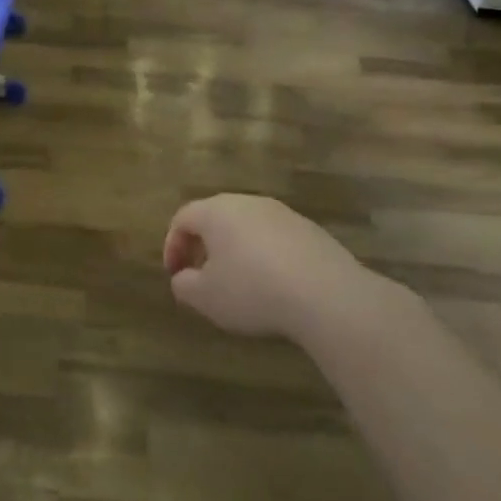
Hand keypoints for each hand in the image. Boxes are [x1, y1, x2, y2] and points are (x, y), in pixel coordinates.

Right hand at [163, 194, 369, 339]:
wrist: (328, 296)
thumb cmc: (253, 291)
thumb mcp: (205, 297)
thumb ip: (184, 285)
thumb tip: (183, 278)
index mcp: (216, 211)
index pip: (182, 218)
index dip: (173, 246)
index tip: (175, 274)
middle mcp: (248, 203)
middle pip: (215, 218)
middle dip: (204, 246)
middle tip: (202, 275)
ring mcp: (283, 214)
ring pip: (248, 227)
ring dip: (236, 250)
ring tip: (239, 282)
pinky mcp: (312, 231)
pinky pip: (276, 239)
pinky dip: (267, 257)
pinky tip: (274, 285)